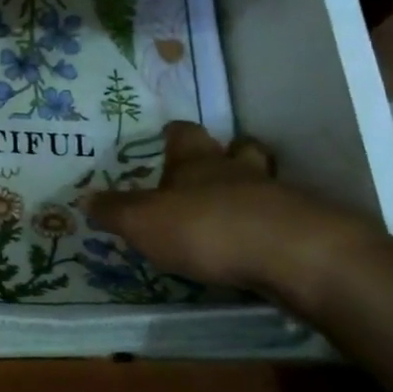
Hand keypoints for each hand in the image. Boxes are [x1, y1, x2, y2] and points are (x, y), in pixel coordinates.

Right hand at [86, 121, 373, 301]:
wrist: (294, 256)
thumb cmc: (205, 227)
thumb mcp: (143, 222)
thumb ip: (115, 211)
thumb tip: (85, 199)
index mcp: (196, 162)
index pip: (185, 135)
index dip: (175, 135)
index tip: (168, 136)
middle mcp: (237, 171)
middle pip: (238, 149)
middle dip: (228, 155)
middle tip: (215, 170)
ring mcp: (278, 198)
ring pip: (266, 182)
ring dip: (254, 191)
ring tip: (239, 211)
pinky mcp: (307, 231)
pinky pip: (288, 220)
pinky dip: (275, 228)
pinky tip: (264, 247)